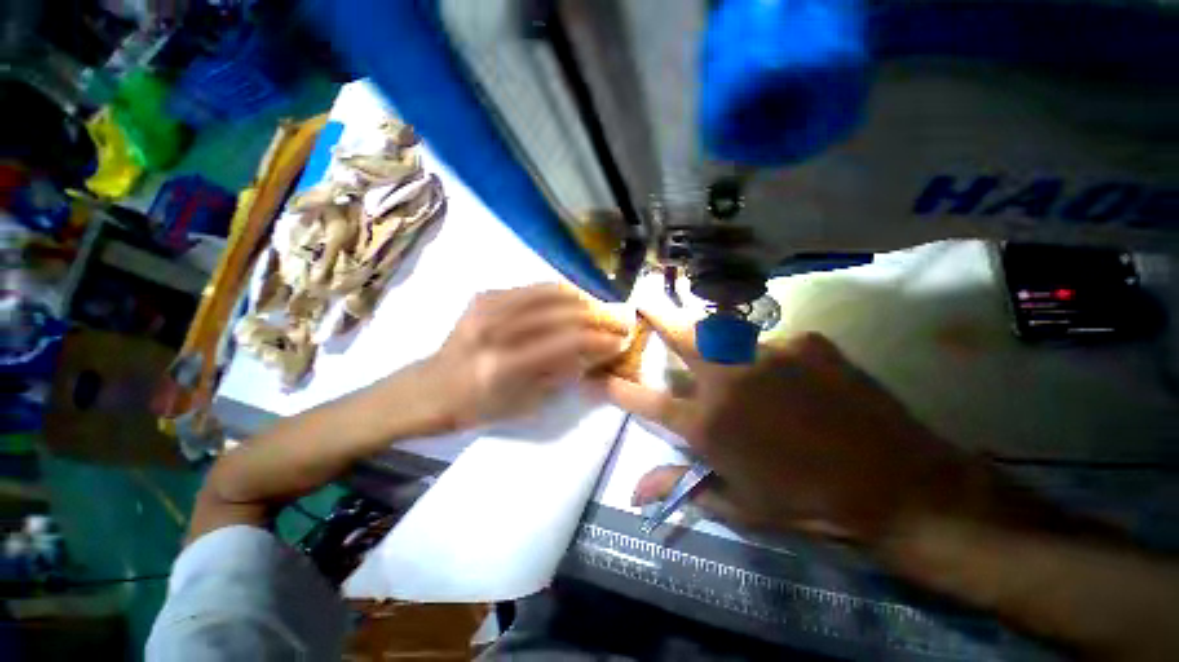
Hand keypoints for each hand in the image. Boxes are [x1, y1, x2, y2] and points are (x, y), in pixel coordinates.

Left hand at [422, 284, 628, 431]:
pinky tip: (573, 300)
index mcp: (503, 364)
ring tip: (598, 310)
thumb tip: (593, 352)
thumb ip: (561, 374)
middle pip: (561, 311)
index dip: (599, 339)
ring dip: (581, 300)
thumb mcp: (523, 404)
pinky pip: (532, 287)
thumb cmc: (476, 407)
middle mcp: (495, 328)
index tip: (621, 339)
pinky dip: (559, 292)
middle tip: (617, 321)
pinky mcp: (485, 295)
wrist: (429, 388)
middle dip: (596, 315)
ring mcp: (488, 306)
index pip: (565, 341)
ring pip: (550, 292)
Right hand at [596, 317, 973, 543]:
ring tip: (731, 354)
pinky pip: (777, 345)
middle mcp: (731, 380)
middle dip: (658, 315)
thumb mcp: (740, 506)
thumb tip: (634, 494)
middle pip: (682, 337)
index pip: (649, 401)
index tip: (601, 375)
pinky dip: (775, 360)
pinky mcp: (809, 343)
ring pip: (730, 334)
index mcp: (710, 423)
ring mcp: (770, 354)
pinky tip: (798, 383)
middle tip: (643, 298)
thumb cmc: (809, 504)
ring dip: (719, 339)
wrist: (899, 487)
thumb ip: (683, 488)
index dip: (620, 388)